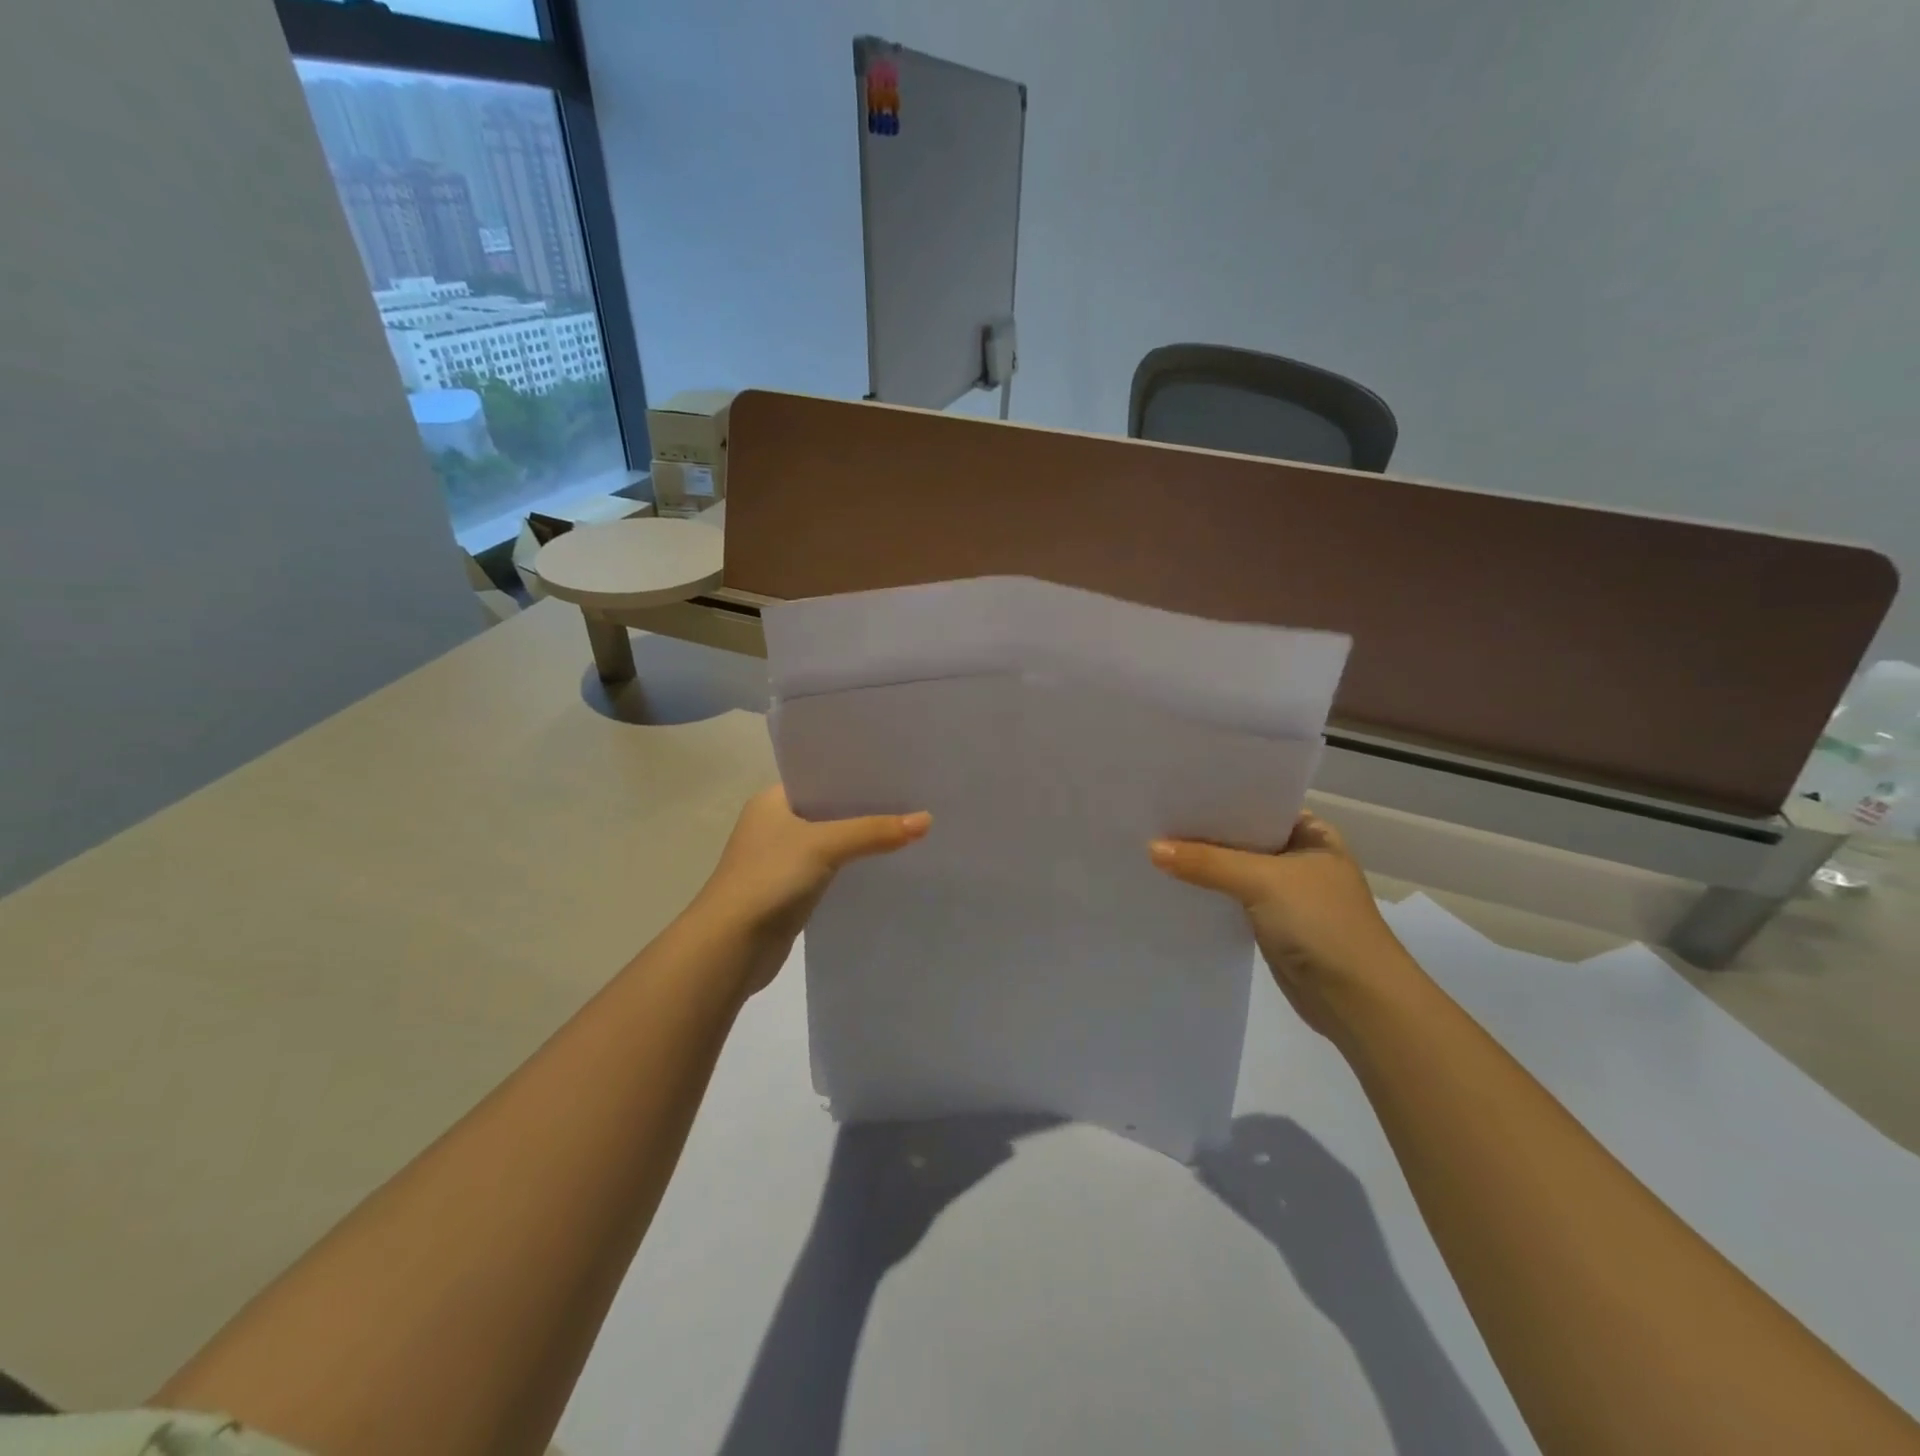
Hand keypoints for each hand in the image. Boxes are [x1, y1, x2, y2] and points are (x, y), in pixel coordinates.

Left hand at [695, 785, 930, 993]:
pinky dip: (852, 865)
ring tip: (908, 827)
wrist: (730, 947)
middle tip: (912, 798)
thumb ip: (874, 831)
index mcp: (772, 801)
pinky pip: (830, 868)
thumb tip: (927, 820)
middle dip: (865, 807)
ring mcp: (781, 859)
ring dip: (860, 838)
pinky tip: (883, 864)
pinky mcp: (791, 890)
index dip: (856, 774)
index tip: (897, 771)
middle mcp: (774, 824)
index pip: (821, 776)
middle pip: (829, 808)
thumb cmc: (769, 879)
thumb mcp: (824, 845)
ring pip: (831, 840)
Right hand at [1149, 810, 1423, 1041]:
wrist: (1358, 1000)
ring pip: (1233, 870)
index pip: (1256, 804)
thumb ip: (1206, 863)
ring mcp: (1285, 892)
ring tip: (1151, 846)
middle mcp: (1299, 857)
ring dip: (1202, 865)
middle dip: (1202, 832)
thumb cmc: (1322, 924)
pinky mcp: (1270, 922)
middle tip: (1153, 817)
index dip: (1217, 799)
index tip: (1172, 791)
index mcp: (1311, 833)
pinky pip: (1230, 898)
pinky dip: (1207, 892)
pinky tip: (1172, 884)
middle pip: (1241, 838)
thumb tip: (1150, 848)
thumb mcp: (1262, 881)